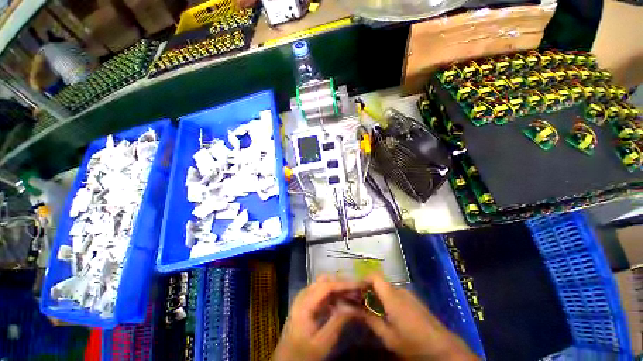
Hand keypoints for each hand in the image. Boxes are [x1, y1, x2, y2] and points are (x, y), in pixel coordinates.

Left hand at [272, 275, 360, 360]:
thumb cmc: (302, 355)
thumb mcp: (322, 343)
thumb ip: (338, 322)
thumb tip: (355, 307)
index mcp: (304, 303)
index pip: (327, 286)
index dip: (344, 284)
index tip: (359, 285)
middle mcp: (303, 295)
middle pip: (325, 282)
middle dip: (342, 284)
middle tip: (358, 290)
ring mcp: (303, 298)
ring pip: (323, 285)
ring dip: (338, 289)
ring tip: (353, 295)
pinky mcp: (305, 303)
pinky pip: (321, 293)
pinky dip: (333, 295)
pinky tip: (342, 302)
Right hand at [363, 275, 477, 360]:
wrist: (443, 347)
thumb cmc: (413, 342)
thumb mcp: (388, 337)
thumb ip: (371, 320)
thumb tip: (356, 309)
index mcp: (392, 296)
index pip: (374, 276)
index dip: (363, 279)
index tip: (355, 291)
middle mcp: (399, 290)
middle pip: (379, 282)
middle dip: (368, 290)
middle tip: (360, 303)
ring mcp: (408, 294)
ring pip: (386, 289)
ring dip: (377, 296)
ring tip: (372, 310)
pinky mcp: (413, 300)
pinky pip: (395, 294)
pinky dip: (386, 299)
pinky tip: (386, 314)